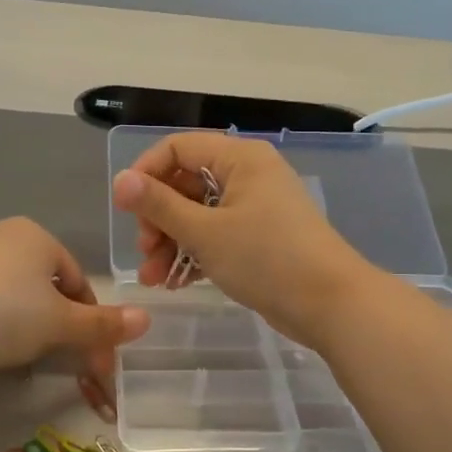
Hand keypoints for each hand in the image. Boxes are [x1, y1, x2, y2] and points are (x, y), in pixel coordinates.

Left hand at [0, 217, 148, 417]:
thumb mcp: (58, 325)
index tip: (89, 358)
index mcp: (37, 236)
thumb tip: (147, 319)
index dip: (89, 320)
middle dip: (55, 323)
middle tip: (53, 360)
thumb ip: (102, 324)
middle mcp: (0, 234)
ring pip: (9, 292)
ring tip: (13, 356)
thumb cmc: (0, 315)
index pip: (77, 280)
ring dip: (21, 323)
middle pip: (44, 285)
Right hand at [111, 133, 375, 348]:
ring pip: (199, 214)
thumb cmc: (266, 258)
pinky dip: (195, 254)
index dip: (146, 173)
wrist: (331, 304)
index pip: (178, 148)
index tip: (126, 208)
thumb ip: (159, 205)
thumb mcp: (204, 232)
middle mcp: (248, 175)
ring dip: (171, 243)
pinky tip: (174, 282)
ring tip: (153, 278)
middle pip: (186, 183)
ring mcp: (256, 208)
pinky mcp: (260, 238)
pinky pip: (217, 236)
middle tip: (145, 251)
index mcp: (239, 159)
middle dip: (158, 218)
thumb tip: (120, 181)